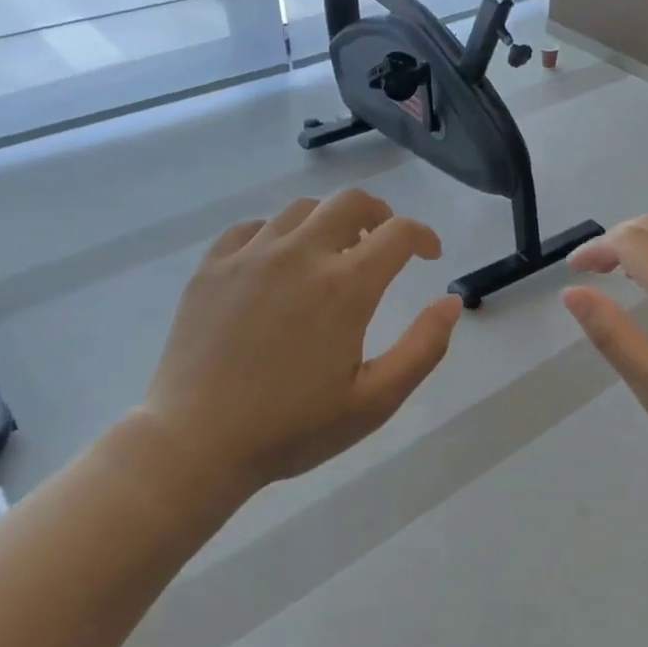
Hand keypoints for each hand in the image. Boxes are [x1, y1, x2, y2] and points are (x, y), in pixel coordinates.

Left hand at [137, 189, 461, 495]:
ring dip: (329, 222)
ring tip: (332, 253)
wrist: (196, 444)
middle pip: (350, 202)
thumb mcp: (375, 401)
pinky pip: (252, 228)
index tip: (428, 254)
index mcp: (345, 286)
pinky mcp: (212, 268)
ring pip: (301, 209)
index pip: (398, 232)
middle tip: (383, 242)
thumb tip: (451, 302)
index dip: (423, 236)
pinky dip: (278, 234)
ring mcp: (250, 256)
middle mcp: (300, 255)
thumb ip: (423, 348)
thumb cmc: (293, 428)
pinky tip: (278, 263)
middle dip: (379, 214)